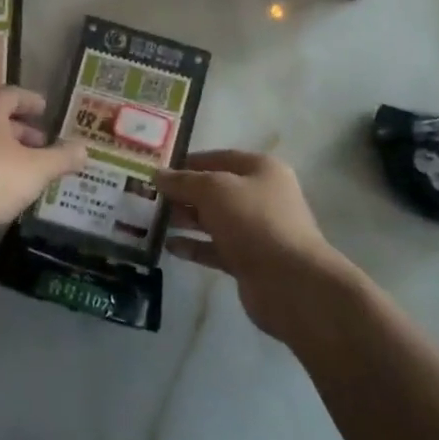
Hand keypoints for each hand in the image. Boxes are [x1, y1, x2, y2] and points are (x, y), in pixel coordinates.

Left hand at [0, 87, 86, 238]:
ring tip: (32, 168)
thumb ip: (62, 157)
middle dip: (22, 129)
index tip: (46, 110)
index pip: (12, 94)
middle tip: (44, 142)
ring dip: (8, 150)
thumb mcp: (38, 169)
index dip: (31, 102)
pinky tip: (9, 187)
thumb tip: (85, 149)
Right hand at [157, 151, 347, 339]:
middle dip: (183, 193)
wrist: (290, 282)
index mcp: (261, 170)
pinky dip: (194, 246)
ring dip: (185, 219)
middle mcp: (261, 197)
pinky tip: (168, 246)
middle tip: (148, 196)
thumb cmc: (254, 222)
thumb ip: (183, 181)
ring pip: (213, 220)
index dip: (188, 162)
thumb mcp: (213, 190)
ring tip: (151, 220)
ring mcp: (256, 231)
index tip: (158, 169)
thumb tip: (158, 175)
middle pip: (215, 190)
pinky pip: (215, 248)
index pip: (219, 157)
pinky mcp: (248, 261)